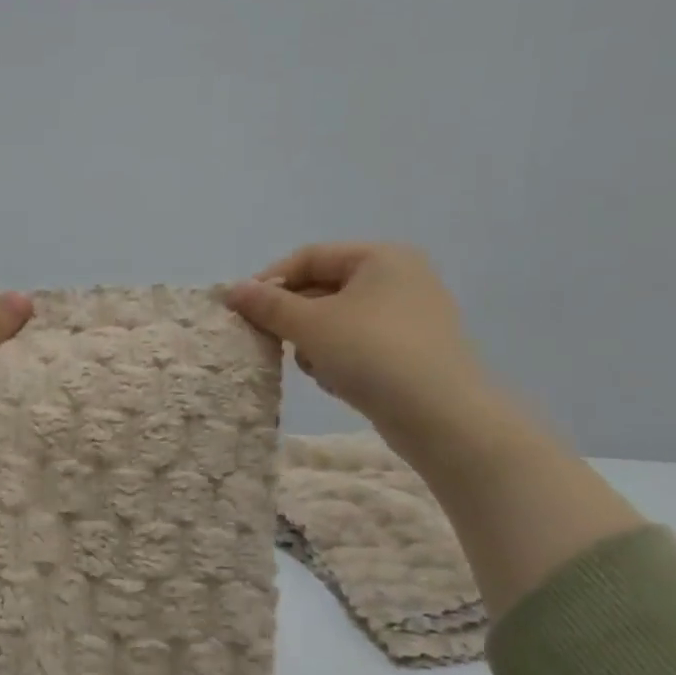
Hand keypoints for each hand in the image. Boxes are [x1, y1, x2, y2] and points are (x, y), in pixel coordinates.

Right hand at [226, 243, 490, 440]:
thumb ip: (268, 305)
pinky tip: (338, 382)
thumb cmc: (372, 354)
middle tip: (270, 341)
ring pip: (337, 320)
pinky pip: (358, 345)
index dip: (270, 280)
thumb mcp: (311, 325)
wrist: (442, 417)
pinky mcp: (411, 352)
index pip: (310, 257)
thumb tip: (233, 290)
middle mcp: (400, 278)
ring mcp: (409, 317)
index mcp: (381, 258)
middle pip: (323, 288)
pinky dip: (339, 359)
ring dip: (314, 343)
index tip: (242, 309)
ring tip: (315, 367)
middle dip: (293, 317)